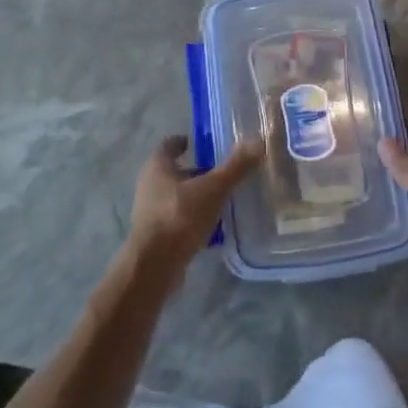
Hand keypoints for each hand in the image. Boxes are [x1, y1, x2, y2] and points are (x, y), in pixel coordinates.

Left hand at [125, 135, 262, 285]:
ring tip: (220, 200)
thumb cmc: (180, 216)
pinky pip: (177, 220)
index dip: (184, 142)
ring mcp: (150, 212)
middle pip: (173, 172)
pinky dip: (192, 219)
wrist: (154, 266)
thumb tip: (258, 141)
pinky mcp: (155, 236)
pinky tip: (212, 227)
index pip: (169, 145)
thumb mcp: (213, 189)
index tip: (200, 143)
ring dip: (195, 197)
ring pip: (176, 197)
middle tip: (220, 172)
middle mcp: (149, 185)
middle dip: (195, 171)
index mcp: (157, 166)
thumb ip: (235, 167)